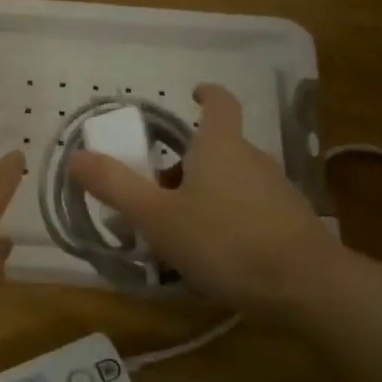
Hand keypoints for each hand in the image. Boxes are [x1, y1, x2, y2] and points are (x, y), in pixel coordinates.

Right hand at [67, 83, 343, 318]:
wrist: (306, 287)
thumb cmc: (224, 241)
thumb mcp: (157, 217)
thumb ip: (115, 186)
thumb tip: (75, 156)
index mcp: (221, 147)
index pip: (219, 103)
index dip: (205, 94)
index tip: (192, 94)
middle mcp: (252, 159)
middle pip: (216, 149)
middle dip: (183, 164)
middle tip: (153, 192)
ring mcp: (276, 191)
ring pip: (230, 182)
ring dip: (202, 195)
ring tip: (175, 232)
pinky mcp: (289, 223)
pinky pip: (247, 210)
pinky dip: (224, 220)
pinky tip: (211, 256)